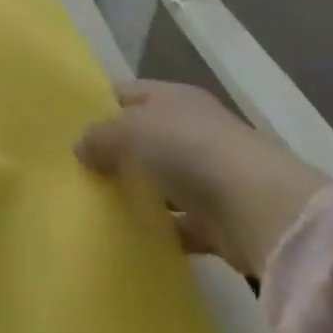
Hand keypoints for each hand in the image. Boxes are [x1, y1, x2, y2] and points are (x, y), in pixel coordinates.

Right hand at [76, 81, 330, 277]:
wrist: (262, 210)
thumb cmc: (189, 150)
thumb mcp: (131, 132)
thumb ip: (100, 138)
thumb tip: (79, 147)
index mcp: (172, 96)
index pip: (127, 93)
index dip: (100, 106)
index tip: (70, 127)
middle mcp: (192, 128)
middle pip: (145, 137)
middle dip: (117, 153)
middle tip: (80, 171)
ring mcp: (209, 175)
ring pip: (163, 181)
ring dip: (140, 193)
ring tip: (100, 206)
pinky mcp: (221, 221)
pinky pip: (182, 223)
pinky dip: (164, 231)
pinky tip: (136, 239)